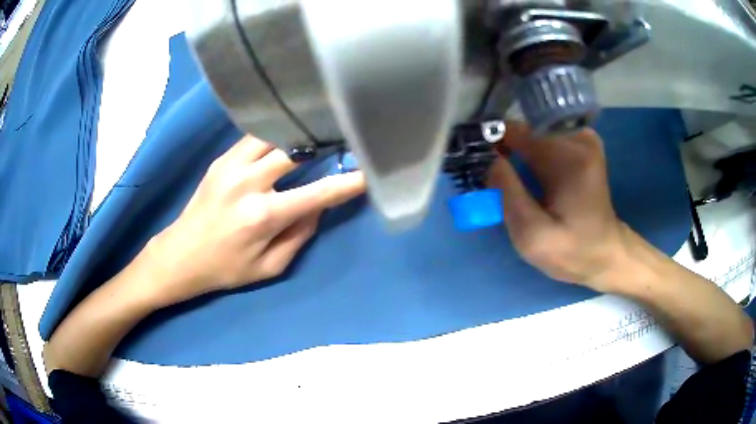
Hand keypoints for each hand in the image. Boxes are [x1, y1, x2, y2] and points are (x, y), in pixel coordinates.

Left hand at [145, 135, 364, 305]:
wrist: (181, 255)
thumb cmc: (227, 268)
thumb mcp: (270, 266)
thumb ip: (300, 234)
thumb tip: (321, 203)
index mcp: (262, 216)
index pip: (317, 193)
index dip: (346, 183)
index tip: (368, 172)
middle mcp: (247, 183)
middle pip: (295, 150)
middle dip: (323, 144)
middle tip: (341, 140)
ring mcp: (231, 166)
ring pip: (273, 135)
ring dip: (297, 135)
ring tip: (315, 134)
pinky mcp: (220, 160)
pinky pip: (254, 138)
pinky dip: (274, 137)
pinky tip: (284, 139)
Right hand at [487, 123, 633, 291]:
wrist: (606, 254)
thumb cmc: (571, 251)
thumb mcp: (532, 235)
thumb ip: (507, 194)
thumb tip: (488, 159)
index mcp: (568, 158)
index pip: (515, 130)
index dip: (491, 143)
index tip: (478, 164)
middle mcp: (578, 138)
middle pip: (524, 131)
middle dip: (504, 151)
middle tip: (495, 182)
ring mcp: (583, 139)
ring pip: (533, 135)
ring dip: (517, 154)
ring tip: (512, 183)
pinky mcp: (583, 146)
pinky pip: (545, 140)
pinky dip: (532, 155)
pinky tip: (531, 177)